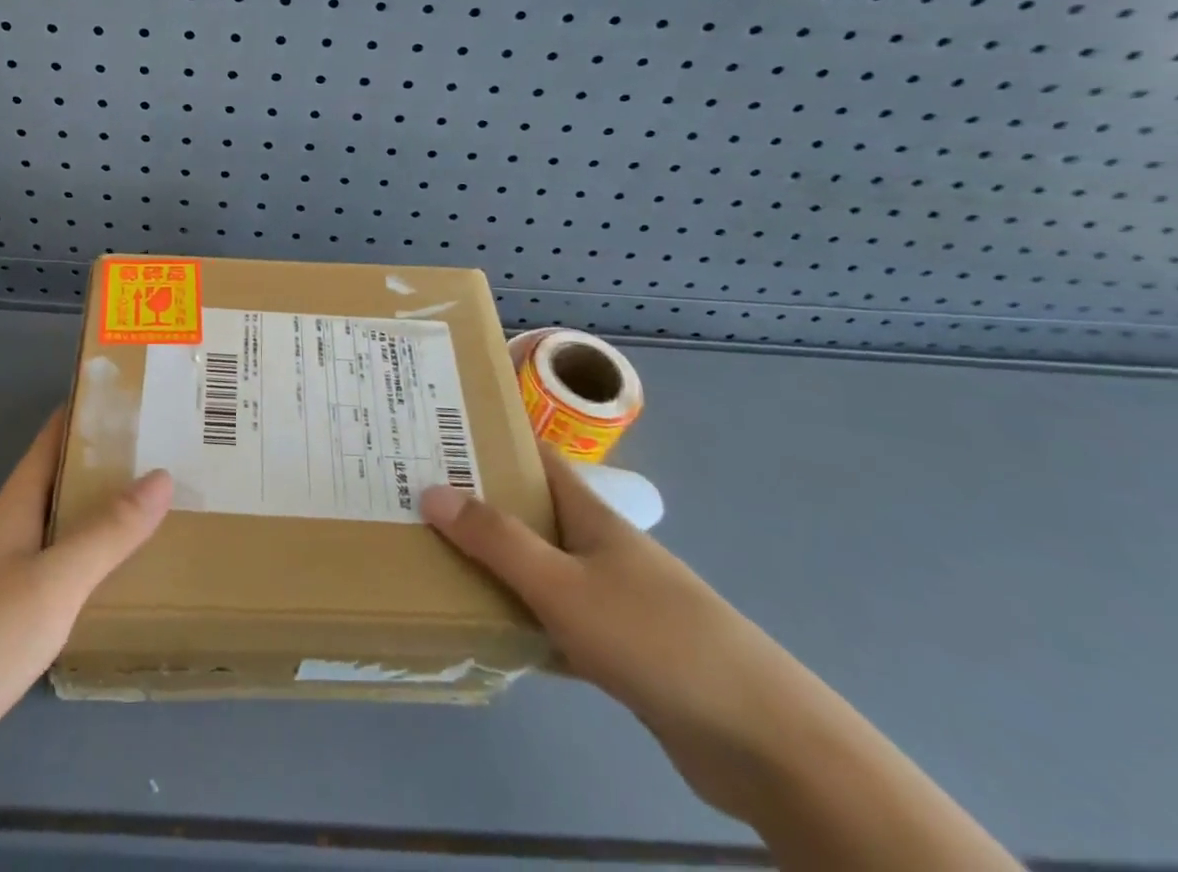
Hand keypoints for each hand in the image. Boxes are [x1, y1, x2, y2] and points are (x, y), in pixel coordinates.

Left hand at [0, 413, 171, 822]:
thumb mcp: (52, 585)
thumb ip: (107, 533)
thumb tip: (161, 474)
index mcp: (10, 510)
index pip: (51, 441)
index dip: (86, 414)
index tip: (133, 398)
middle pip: (53, 487)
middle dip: (101, 470)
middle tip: (161, 462)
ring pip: (48, 537)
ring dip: (90, 524)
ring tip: (145, 521)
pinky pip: (40, 583)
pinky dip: (73, 575)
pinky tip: (97, 596)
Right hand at [420, 449, 801, 823]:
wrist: (762, 742)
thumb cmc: (656, 639)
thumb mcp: (563, 585)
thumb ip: (497, 541)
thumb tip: (429, 491)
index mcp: (590, 514)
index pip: (534, 455)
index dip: (489, 438)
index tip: (434, 434)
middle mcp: (598, 547)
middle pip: (529, 511)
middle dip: (477, 504)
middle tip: (415, 500)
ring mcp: (611, 599)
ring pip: (538, 569)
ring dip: (495, 565)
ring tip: (434, 559)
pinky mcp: (619, 651)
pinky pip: (554, 623)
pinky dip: (522, 623)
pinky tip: (486, 634)